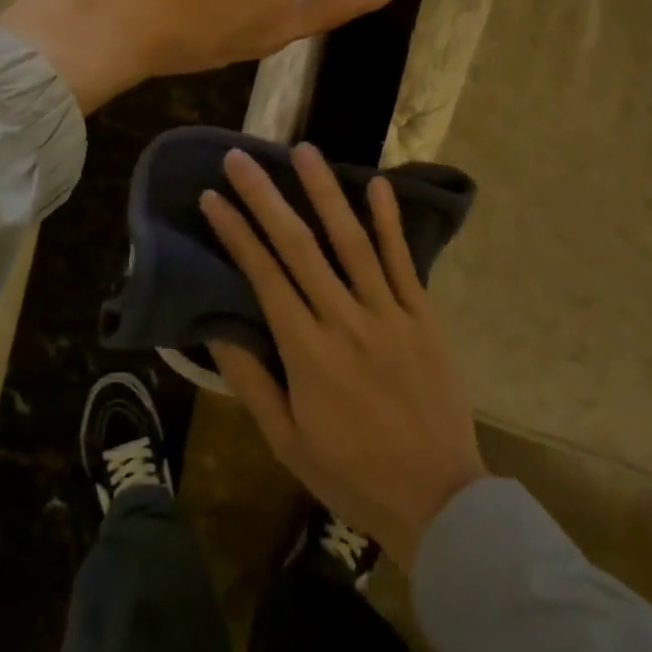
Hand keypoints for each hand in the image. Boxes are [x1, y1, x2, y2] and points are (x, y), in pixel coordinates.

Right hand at [199, 144, 486, 571]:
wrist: (439, 499)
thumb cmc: (352, 473)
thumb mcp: (287, 441)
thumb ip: (252, 382)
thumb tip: (216, 330)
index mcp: (307, 351)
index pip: (264, 276)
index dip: (236, 233)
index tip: (213, 198)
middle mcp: (345, 320)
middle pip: (300, 246)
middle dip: (266, 198)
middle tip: (241, 158)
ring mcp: (390, 314)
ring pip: (352, 242)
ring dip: (326, 192)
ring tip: (304, 151)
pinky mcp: (424, 317)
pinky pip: (404, 262)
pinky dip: (390, 222)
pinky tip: (377, 184)